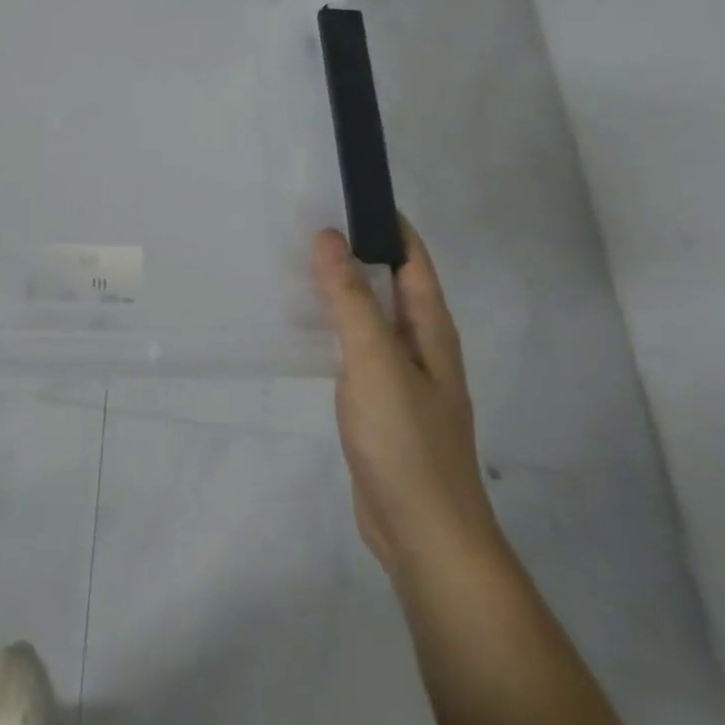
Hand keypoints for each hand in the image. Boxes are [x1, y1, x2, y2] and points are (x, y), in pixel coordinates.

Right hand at [312, 219, 500, 581]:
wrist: (423, 532)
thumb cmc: (405, 440)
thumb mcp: (375, 361)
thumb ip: (351, 299)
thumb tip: (330, 236)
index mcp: (431, 329)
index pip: (412, 258)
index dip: (386, 223)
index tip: (344, 193)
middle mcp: (420, 346)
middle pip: (390, 283)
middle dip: (355, 251)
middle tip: (304, 225)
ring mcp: (399, 377)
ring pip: (369, 316)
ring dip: (340, 289)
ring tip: (294, 266)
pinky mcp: (377, 403)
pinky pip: (354, 349)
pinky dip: (331, 327)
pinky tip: (302, 329)